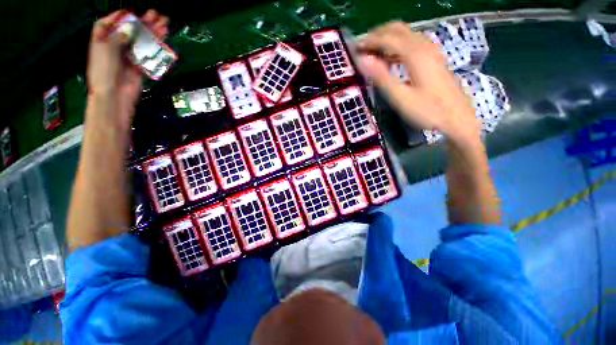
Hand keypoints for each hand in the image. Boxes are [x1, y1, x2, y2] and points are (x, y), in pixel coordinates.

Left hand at [87, 10, 168, 126]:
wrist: (114, 95)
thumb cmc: (104, 71)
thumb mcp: (107, 49)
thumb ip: (120, 36)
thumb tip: (132, 27)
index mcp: (102, 38)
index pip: (113, 21)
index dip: (123, 16)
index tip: (135, 13)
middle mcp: (115, 45)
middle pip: (131, 30)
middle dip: (144, 23)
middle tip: (157, 16)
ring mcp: (127, 55)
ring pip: (142, 41)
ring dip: (153, 34)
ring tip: (164, 25)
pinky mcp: (138, 65)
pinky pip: (147, 53)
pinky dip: (155, 48)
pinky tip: (162, 41)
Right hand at [357, 22, 480, 142]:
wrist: (458, 118)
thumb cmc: (428, 111)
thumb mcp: (401, 98)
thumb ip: (382, 77)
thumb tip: (363, 60)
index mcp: (415, 54)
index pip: (387, 38)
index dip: (369, 41)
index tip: (355, 49)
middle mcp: (424, 46)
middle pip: (398, 29)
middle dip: (377, 35)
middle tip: (363, 48)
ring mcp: (431, 51)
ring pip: (406, 34)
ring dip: (387, 39)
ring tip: (373, 54)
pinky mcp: (434, 58)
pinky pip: (412, 43)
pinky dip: (397, 46)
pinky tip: (391, 59)